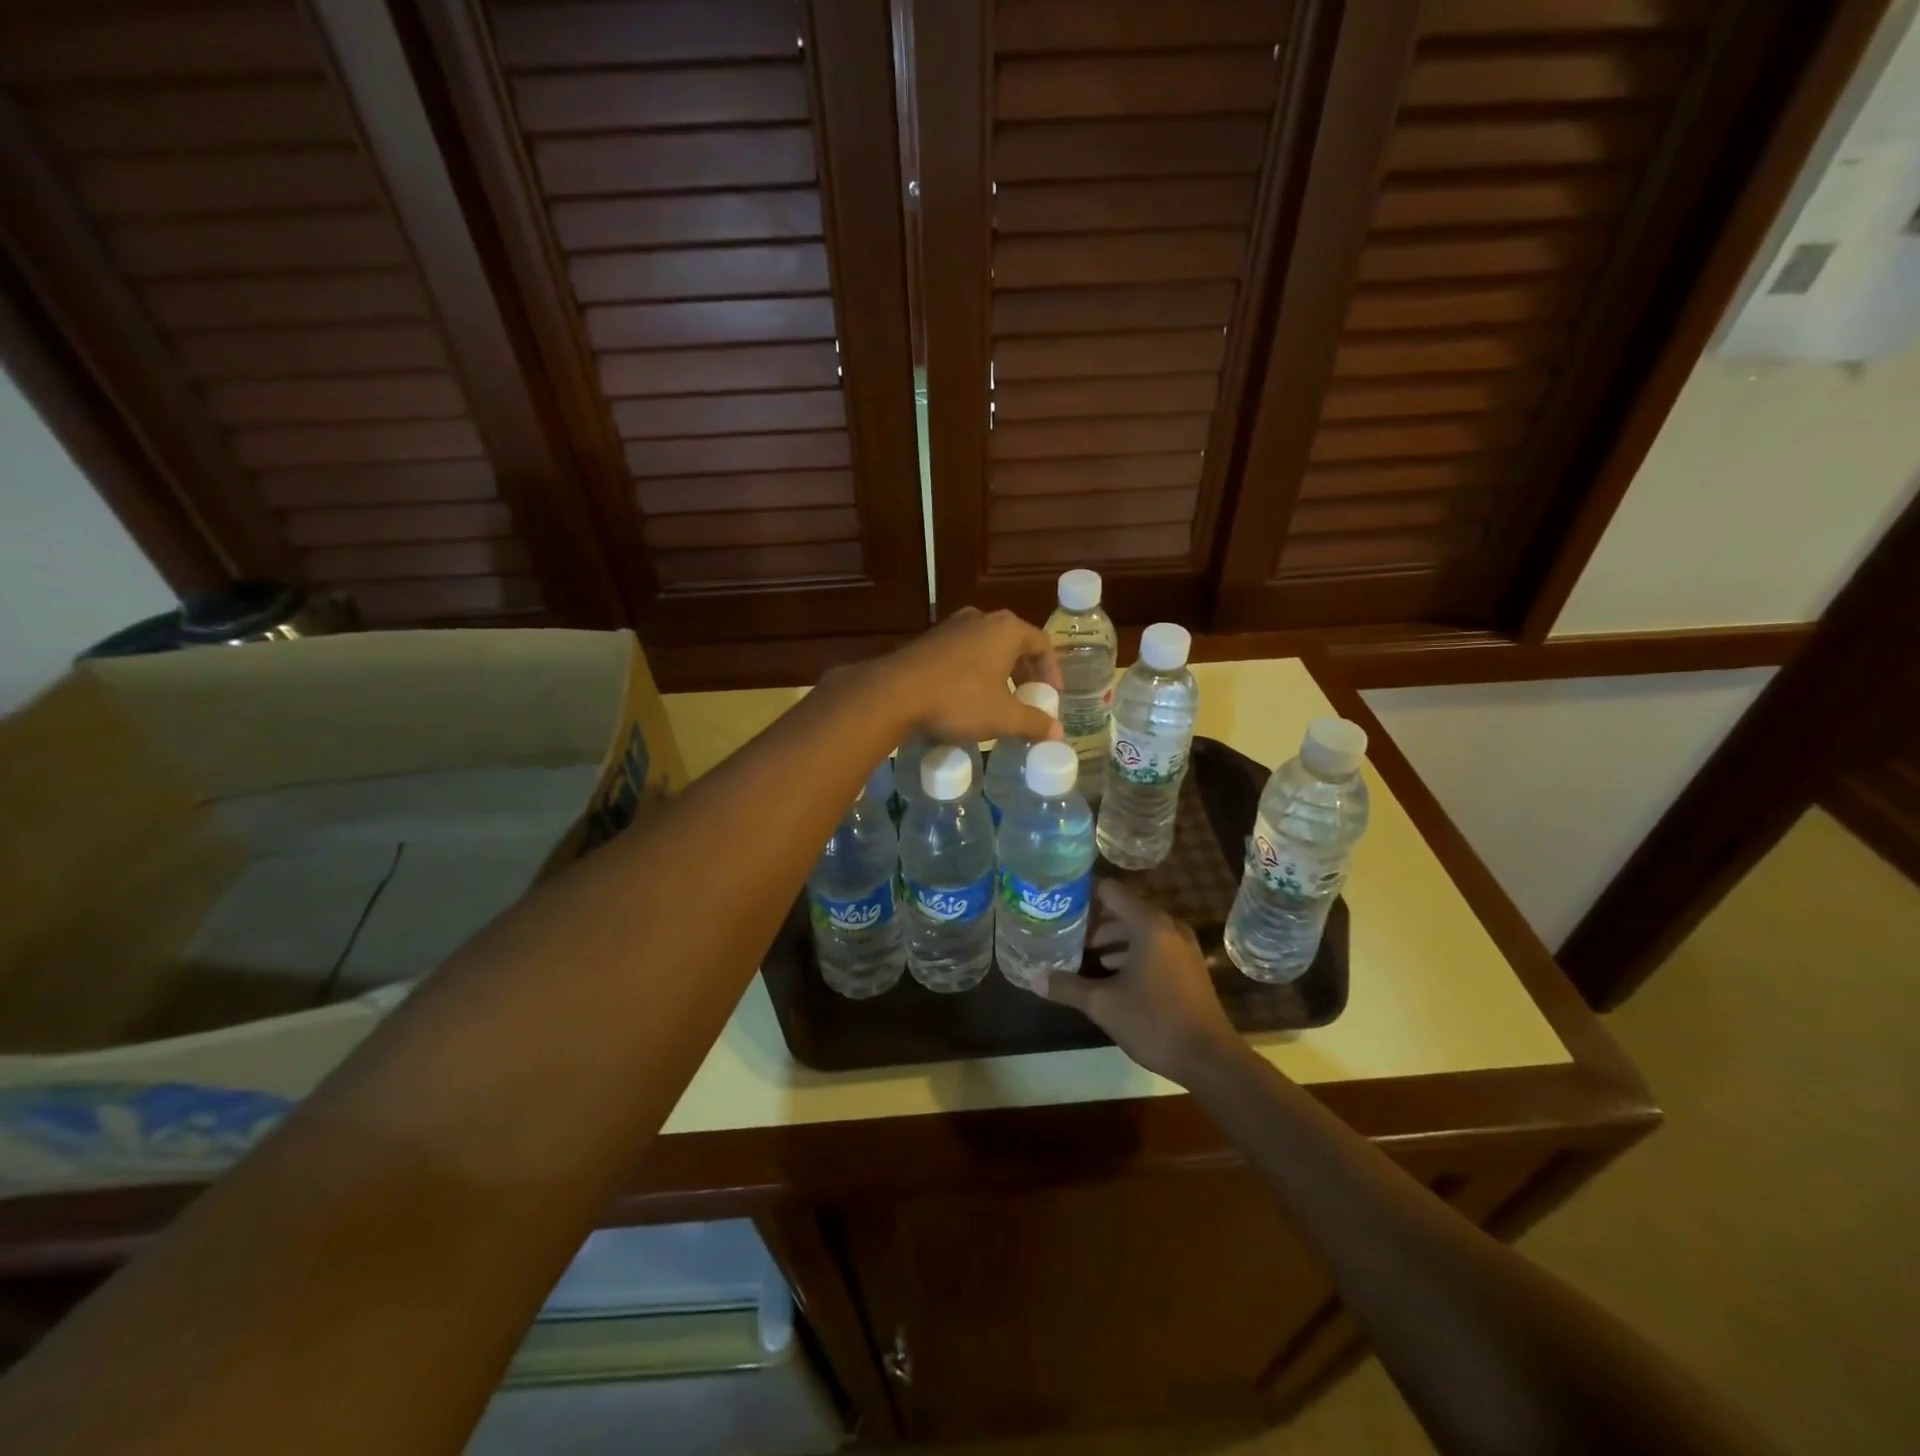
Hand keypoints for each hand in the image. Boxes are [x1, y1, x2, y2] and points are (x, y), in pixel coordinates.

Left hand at [883, 608, 1063, 747]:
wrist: (894, 692)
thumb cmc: (958, 699)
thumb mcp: (1002, 716)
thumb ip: (1033, 723)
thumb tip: (1057, 733)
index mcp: (1006, 629)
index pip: (1042, 643)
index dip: (1052, 671)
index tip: (1052, 696)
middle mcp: (980, 618)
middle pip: (1014, 643)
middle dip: (1025, 673)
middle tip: (1029, 699)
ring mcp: (951, 627)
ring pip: (987, 648)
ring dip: (999, 673)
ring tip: (1000, 701)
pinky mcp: (928, 641)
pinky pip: (963, 654)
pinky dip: (974, 673)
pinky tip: (967, 698)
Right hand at [1039, 881, 1239, 1084]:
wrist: (1210, 1059)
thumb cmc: (1154, 1022)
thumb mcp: (1103, 1005)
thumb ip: (1068, 987)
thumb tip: (1035, 980)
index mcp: (1148, 924)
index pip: (1110, 890)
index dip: (1083, 893)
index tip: (1059, 901)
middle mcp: (1168, 926)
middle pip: (1124, 908)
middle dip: (1094, 919)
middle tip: (1065, 930)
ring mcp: (1182, 946)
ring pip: (1139, 928)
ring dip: (1112, 937)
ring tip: (1083, 952)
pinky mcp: (1188, 965)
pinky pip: (1154, 944)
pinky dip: (1131, 950)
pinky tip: (1110, 972)